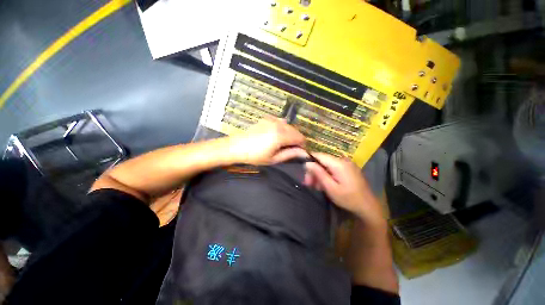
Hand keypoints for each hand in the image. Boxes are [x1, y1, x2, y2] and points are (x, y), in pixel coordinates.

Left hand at [228, 118, 308, 164]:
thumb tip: (304, 153)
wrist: (236, 147)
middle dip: (296, 139)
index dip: (302, 145)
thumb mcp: (274, 159)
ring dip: (289, 134)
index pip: (300, 138)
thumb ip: (290, 154)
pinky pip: (280, 121)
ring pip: (288, 126)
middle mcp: (278, 124)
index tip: (298, 152)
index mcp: (281, 135)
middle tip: (289, 149)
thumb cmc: (255, 156)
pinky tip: (276, 134)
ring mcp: (272, 120)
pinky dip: (282, 128)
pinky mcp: (266, 119)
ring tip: (282, 143)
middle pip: (295, 130)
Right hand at [304, 153, 385, 226]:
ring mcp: (347, 164)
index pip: (319, 155)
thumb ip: (319, 174)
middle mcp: (343, 160)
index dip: (309, 161)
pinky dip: (327, 175)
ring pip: (327, 165)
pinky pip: (333, 168)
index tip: (304, 172)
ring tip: (316, 186)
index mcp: (339, 164)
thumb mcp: (330, 188)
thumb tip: (307, 163)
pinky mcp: (349, 169)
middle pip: (322, 161)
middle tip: (308, 183)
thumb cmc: (348, 199)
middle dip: (314, 171)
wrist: (368, 207)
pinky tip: (325, 184)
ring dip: (320, 174)